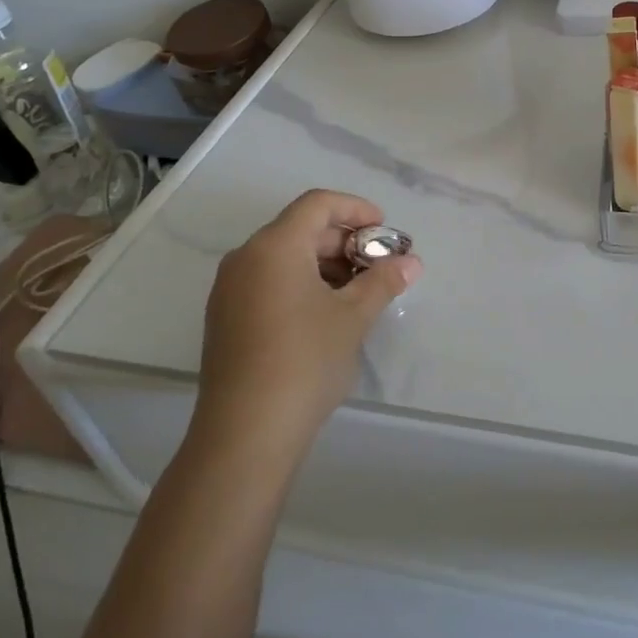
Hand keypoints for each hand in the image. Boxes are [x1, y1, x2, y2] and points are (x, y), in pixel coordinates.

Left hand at [197, 190, 420, 451]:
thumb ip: (383, 281)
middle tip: (379, 265)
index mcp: (274, 246)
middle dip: (344, 241)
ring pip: (284, 258)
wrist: (245, 433)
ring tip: (359, 292)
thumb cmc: (305, 360)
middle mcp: (246, 258)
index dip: (355, 208)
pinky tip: (326, 314)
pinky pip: (268, 282)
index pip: (317, 204)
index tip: (384, 229)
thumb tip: (411, 262)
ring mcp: (230, 290)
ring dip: (325, 265)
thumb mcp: (353, 317)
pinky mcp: (225, 319)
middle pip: (300, 229)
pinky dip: (301, 284)